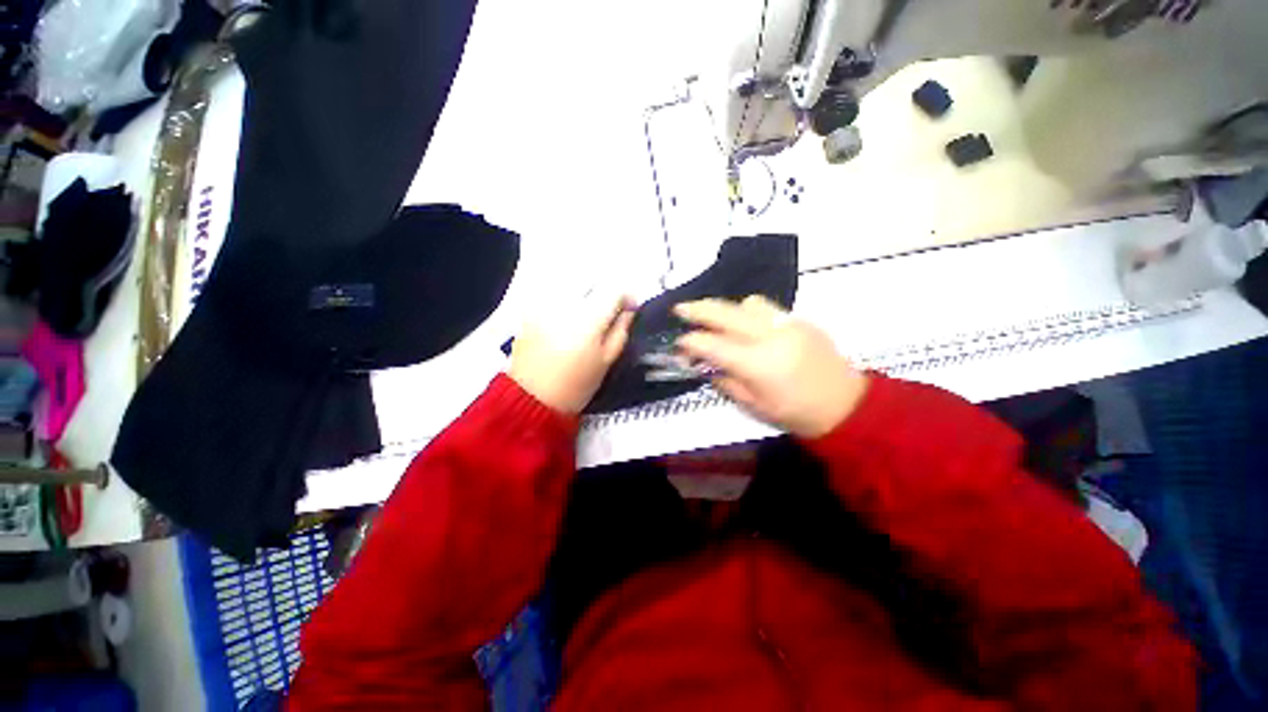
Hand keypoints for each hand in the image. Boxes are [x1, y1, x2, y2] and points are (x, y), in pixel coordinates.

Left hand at [509, 291, 635, 413]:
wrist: (531, 397)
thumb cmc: (576, 384)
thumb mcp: (606, 360)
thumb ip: (621, 331)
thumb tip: (628, 311)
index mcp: (589, 318)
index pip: (614, 290)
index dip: (627, 296)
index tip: (630, 308)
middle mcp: (566, 303)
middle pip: (592, 280)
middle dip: (605, 291)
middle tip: (610, 309)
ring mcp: (544, 304)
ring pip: (571, 282)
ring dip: (585, 290)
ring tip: (588, 311)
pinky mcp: (529, 309)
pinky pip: (553, 291)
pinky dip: (566, 296)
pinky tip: (567, 315)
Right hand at [675, 296, 867, 437]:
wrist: (845, 405)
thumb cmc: (795, 413)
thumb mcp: (753, 405)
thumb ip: (725, 381)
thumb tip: (706, 365)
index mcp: (758, 364)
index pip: (713, 344)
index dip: (691, 342)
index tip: (679, 343)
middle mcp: (771, 336)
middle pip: (726, 313)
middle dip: (698, 309)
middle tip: (680, 309)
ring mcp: (788, 324)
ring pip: (748, 303)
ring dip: (728, 309)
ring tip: (718, 321)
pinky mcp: (801, 321)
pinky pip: (768, 308)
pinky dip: (748, 313)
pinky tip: (745, 326)